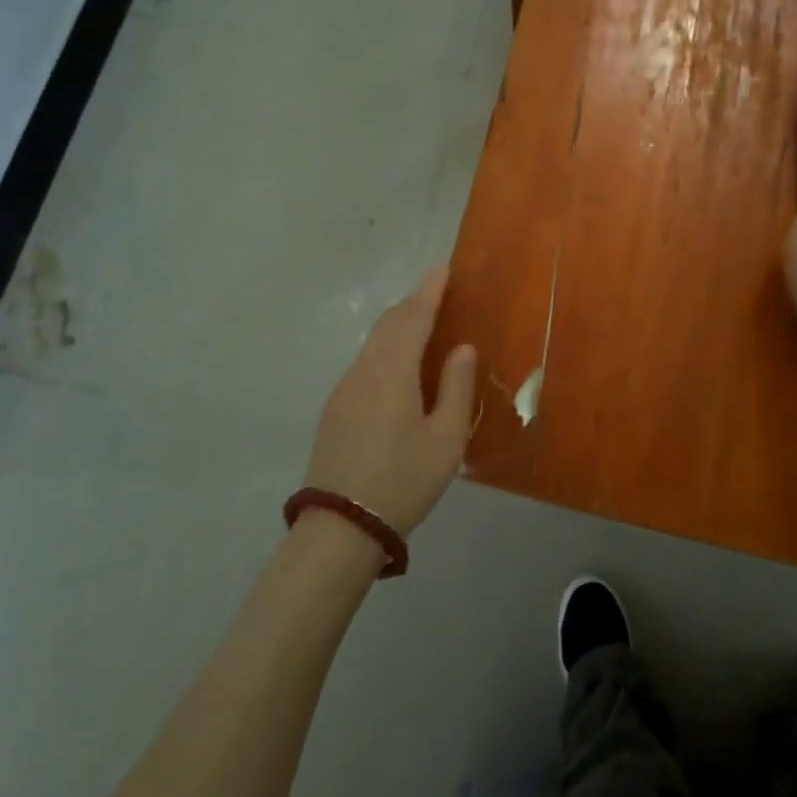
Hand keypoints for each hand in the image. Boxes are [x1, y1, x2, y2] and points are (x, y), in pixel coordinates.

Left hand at [305, 267, 476, 536]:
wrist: (340, 528)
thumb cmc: (402, 481)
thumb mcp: (446, 439)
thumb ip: (456, 387)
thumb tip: (461, 348)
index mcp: (392, 372)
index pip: (412, 317)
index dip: (429, 290)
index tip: (444, 269)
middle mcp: (363, 371)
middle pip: (388, 324)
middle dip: (414, 303)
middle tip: (440, 293)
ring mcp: (344, 389)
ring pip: (374, 343)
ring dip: (399, 326)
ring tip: (426, 325)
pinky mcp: (336, 409)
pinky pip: (366, 363)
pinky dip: (388, 349)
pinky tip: (403, 367)